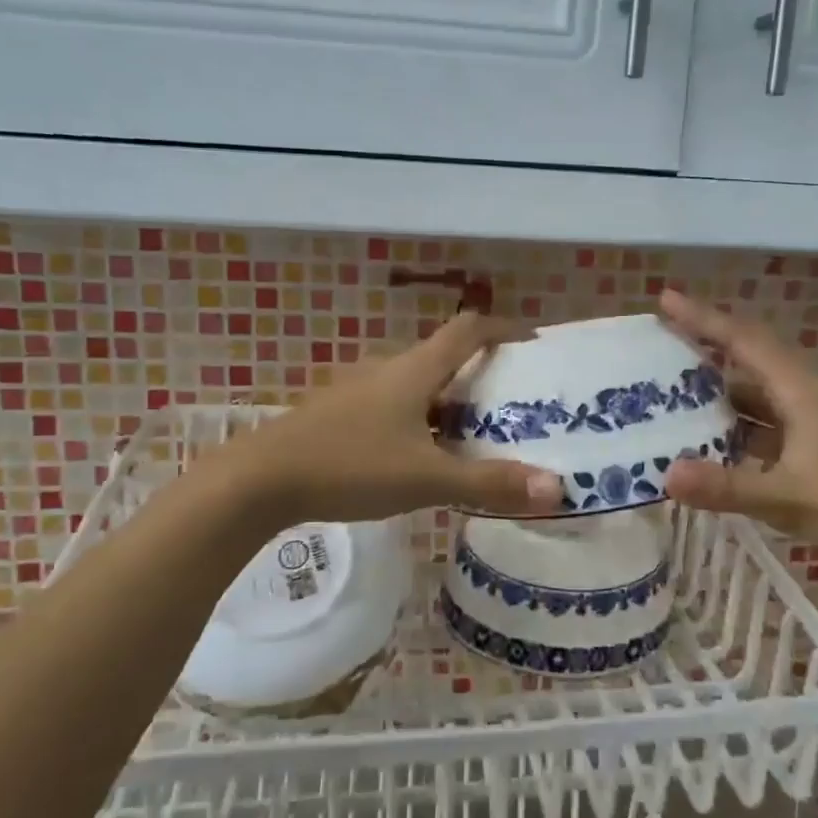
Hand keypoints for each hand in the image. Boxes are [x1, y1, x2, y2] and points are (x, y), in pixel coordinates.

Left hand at [233, 312, 563, 524]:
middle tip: (514, 403)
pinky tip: (421, 456)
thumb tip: (557, 489)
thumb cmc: (349, 466)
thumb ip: (489, 483)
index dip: (503, 329)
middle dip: (481, 374)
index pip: (467, 330)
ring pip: (417, 386)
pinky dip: (420, 420)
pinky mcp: (338, 415)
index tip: (533, 344)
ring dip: (449, 401)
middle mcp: (387, 369)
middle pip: (444, 358)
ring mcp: (358, 391)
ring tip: (476, 434)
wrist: (259, 480)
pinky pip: (394, 407)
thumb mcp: (426, 478)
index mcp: (414, 370)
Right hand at [658, 289, 817, 564]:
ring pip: (754, 393)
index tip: (666, 299)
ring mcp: (808, 423)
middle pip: (748, 358)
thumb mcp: (788, 497)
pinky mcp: (811, 447)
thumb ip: (727, 487)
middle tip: (661, 340)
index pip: (745, 342)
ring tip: (671, 389)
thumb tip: (667, 475)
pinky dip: (732, 424)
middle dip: (705, 345)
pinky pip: (761, 424)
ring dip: (717, 387)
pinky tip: (709, 441)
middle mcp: (802, 397)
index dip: (704, 319)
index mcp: (799, 393)